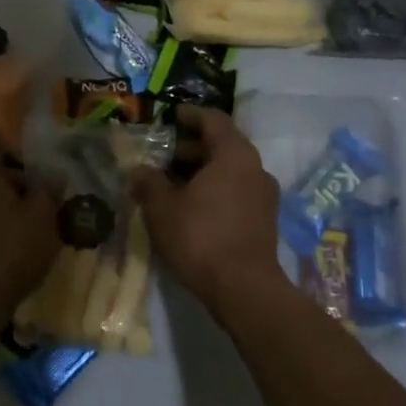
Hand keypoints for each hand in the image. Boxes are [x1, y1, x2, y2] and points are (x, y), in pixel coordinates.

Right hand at [131, 107, 282, 308]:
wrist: (244, 289)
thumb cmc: (201, 238)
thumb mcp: (163, 208)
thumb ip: (149, 182)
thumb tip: (139, 169)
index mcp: (234, 155)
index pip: (214, 120)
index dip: (191, 115)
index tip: (173, 116)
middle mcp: (256, 168)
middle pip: (224, 145)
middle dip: (193, 146)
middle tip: (166, 154)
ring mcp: (264, 196)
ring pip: (231, 170)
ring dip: (204, 171)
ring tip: (174, 183)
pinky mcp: (265, 220)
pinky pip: (238, 191)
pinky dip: (216, 190)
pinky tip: (193, 207)